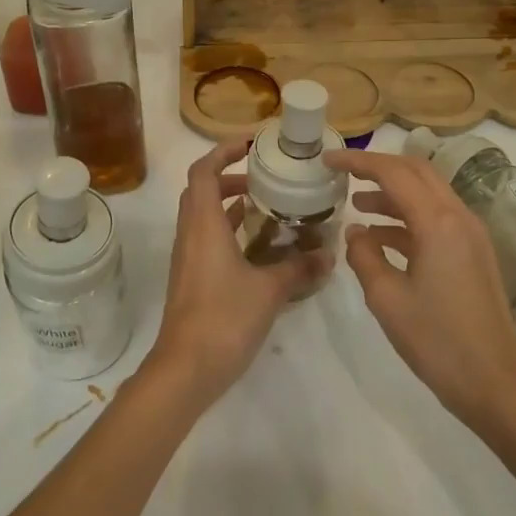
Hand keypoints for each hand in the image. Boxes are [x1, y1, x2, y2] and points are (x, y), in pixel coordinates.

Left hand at [143, 140, 327, 410]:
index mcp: (203, 225)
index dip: (222, 151)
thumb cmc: (224, 318)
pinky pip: (208, 240)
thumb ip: (299, 268)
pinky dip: (230, 231)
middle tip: (264, 177)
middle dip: (230, 176)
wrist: (185, 370)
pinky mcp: (192, 279)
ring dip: (230, 204)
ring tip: (268, 205)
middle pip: (201, 190)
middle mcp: (191, 235)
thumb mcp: (270, 290)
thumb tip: (329, 255)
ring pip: (203, 216)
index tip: (250, 145)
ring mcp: (189, 258)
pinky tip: (259, 246)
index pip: (203, 171)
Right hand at [327, 148, 515, 431]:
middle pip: (416, 171)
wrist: (495, 381)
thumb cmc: (437, 341)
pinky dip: (407, 218)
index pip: (393, 172)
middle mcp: (458, 216)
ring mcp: (470, 234)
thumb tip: (355, 232)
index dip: (358, 161)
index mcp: (438, 222)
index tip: (328, 159)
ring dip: (392, 193)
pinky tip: (380, 238)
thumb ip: (364, 256)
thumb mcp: (386, 299)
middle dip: (378, 168)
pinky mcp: (474, 252)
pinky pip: (437, 218)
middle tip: (344, 173)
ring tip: (356, 205)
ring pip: (428, 194)